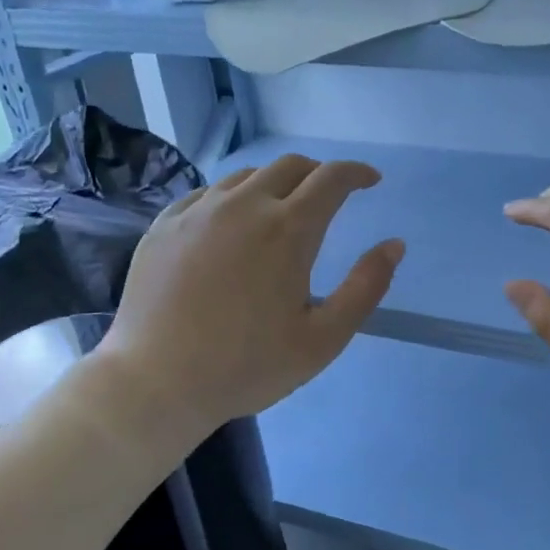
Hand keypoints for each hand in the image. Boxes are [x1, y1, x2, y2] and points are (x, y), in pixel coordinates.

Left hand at [91, 154, 402, 441]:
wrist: (155, 383)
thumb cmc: (247, 366)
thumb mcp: (323, 339)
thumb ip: (366, 287)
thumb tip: (394, 245)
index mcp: (288, 229)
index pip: (332, 178)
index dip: (357, 172)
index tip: (370, 181)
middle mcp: (243, 205)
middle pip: (290, 166)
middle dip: (319, 174)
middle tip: (329, 197)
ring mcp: (198, 211)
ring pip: (246, 176)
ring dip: (275, 184)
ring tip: (281, 211)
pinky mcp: (164, 225)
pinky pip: (207, 193)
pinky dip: (232, 198)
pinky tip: (230, 225)